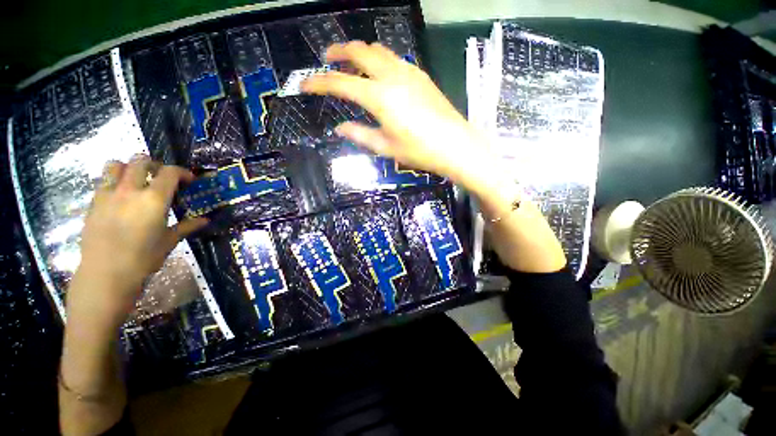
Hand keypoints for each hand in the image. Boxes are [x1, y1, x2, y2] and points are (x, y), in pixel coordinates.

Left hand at [68, 156, 206, 324]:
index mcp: (154, 199)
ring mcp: (108, 195)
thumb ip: (187, 226)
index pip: (170, 172)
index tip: (189, 180)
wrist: (106, 274)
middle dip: (153, 164)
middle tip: (160, 177)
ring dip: (128, 168)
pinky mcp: (93, 203)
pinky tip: (120, 198)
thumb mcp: (169, 241)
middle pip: (140, 160)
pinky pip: (102, 182)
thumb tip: (206, 220)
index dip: (182, 172)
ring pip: (115, 165)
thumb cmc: (144, 259)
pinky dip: (113, 182)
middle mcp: (130, 190)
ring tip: (136, 181)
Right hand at [302, 41, 492, 185]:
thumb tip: (340, 128)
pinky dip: (380, 60)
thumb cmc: (419, 151)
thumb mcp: (386, 147)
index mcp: (379, 97)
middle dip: (338, 52)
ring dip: (361, 52)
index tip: (304, 84)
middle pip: (359, 52)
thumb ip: (360, 135)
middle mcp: (392, 77)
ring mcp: (409, 73)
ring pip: (378, 50)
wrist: (455, 146)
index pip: (341, 84)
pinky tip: (380, 73)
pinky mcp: (421, 76)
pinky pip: (395, 59)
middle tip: (327, 59)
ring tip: (352, 64)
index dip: (319, 83)